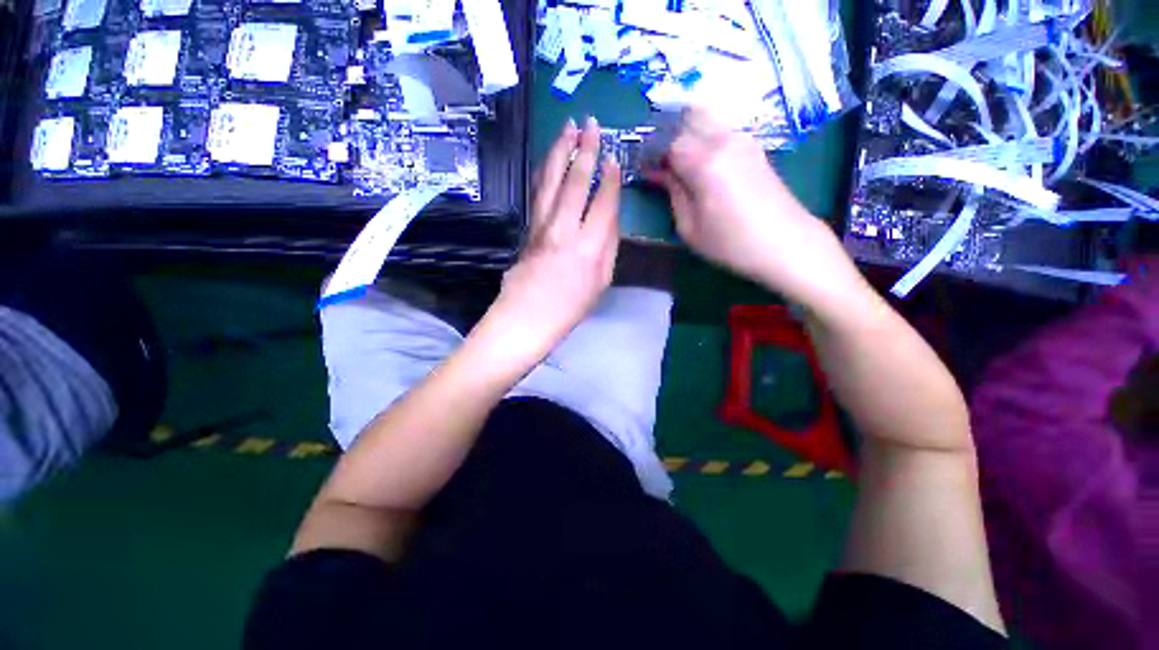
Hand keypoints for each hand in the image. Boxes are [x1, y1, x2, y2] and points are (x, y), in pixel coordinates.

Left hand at [488, 117, 620, 354]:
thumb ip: (609, 246)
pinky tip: (549, 158)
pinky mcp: (528, 228)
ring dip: (561, 151)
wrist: (527, 318)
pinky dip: (545, 171)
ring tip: (568, 127)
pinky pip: (538, 193)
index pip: (604, 203)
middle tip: (591, 124)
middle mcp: (565, 231)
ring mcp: (542, 227)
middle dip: (585, 150)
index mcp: (590, 248)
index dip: (610, 179)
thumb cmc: (570, 307)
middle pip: (577, 183)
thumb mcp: (602, 282)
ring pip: (552, 181)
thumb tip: (610, 215)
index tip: (613, 158)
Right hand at [647, 107, 859, 307]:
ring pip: (707, 119)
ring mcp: (743, 140)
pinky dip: (706, 138)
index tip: (647, 171)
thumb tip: (659, 172)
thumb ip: (673, 193)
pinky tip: (703, 164)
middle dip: (670, 136)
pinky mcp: (754, 147)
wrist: (786, 244)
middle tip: (663, 164)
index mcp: (705, 162)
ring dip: (689, 135)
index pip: (669, 142)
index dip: (654, 154)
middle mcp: (724, 140)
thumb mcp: (690, 228)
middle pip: (688, 118)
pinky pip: (722, 130)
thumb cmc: (731, 243)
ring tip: (682, 165)